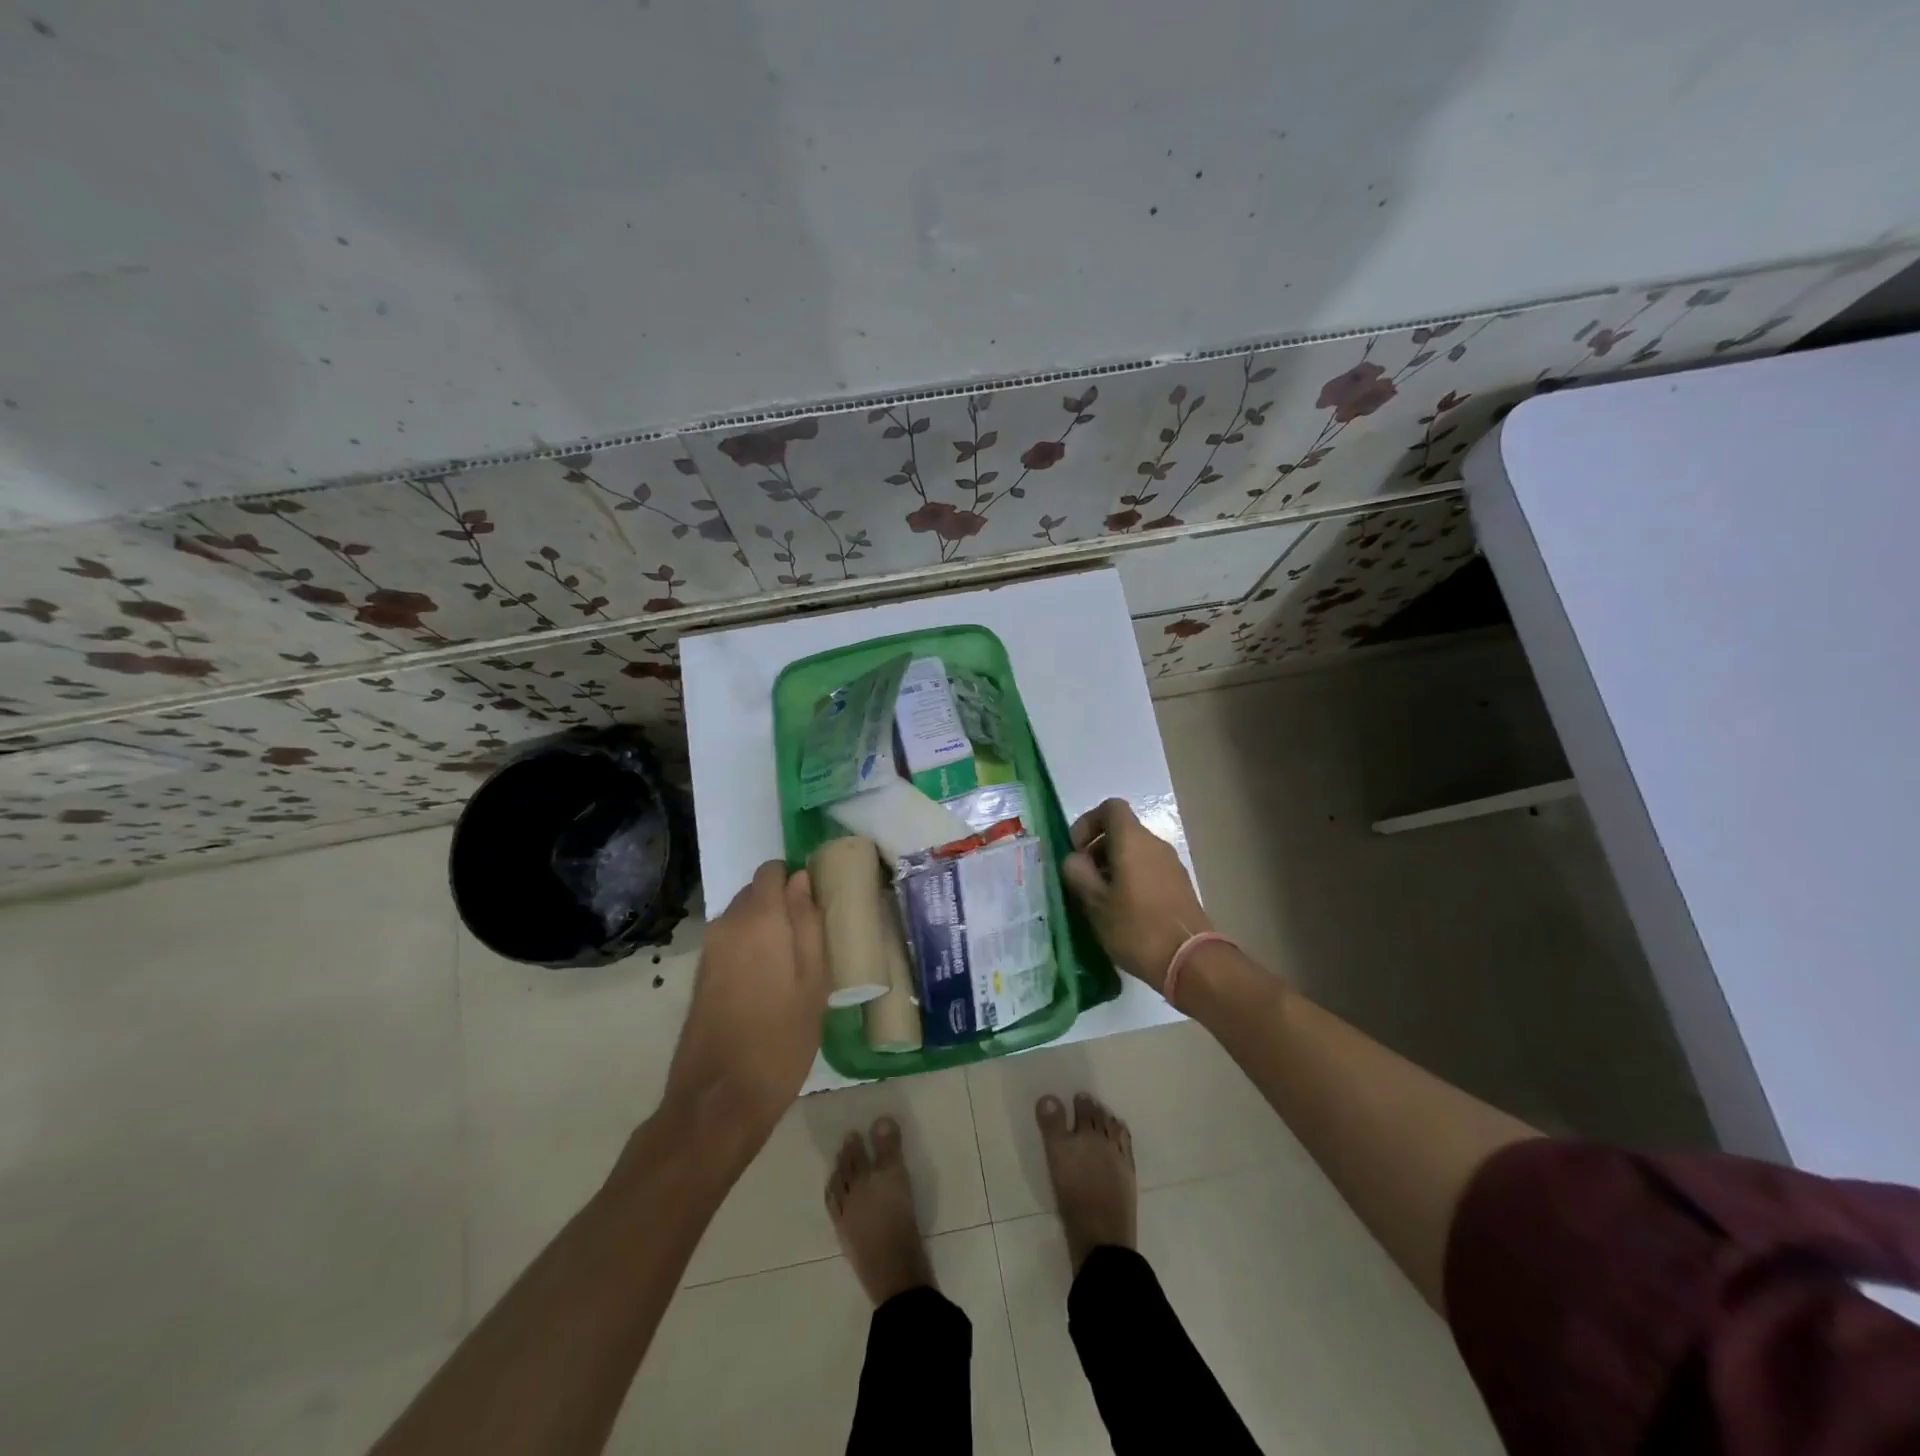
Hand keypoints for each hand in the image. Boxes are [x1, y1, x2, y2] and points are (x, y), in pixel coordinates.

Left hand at [661, 861, 828, 1156]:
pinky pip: (732, 942)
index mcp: (758, 919)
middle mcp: (727, 924)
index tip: (817, 905)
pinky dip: (751, 949)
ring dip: (766, 929)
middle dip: (782, 905)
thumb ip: (809, 924)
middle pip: (756, 893)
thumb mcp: (814, 981)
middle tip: (811, 939)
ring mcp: (709, 950)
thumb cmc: (780, 1039)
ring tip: (794, 966)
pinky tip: (769, 984)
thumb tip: (802, 881)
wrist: (719, 1099)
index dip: (795, 880)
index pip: (771, 871)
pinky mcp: (702, 975)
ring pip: (743, 918)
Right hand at [1060, 798, 1210, 991]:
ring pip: (1134, 852)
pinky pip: (1148, 869)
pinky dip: (1131, 880)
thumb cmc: (1136, 927)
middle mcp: (1155, 844)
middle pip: (1121, 831)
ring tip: (1100, 901)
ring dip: (1113, 867)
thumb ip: (1077, 872)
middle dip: (1097, 850)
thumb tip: (1074, 859)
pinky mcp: (1180, 885)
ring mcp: (1171, 864)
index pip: (1110, 808)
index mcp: (1132, 840)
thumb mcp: (1094, 902)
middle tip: (1083, 881)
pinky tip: (1123, 912)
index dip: (1088, 822)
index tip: (1076, 850)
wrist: (1191, 961)